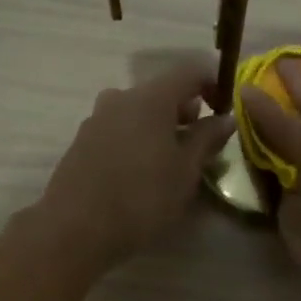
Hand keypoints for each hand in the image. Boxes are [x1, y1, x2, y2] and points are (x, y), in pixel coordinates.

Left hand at [37, 59, 236, 269]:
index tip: (226, 110)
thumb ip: (208, 139)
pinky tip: (143, 173)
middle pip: (162, 91)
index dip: (214, 83)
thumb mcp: (186, 171)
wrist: (75, 229)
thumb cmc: (142, 198)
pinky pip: (120, 129)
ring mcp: (97, 119)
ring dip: (161, 128)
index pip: (190, 71)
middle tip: (202, 144)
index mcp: (151, 98)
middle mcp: (121, 98)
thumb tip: (226, 118)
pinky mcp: (82, 141)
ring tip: (173, 162)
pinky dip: (139, 140)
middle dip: (187, 111)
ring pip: (139, 111)